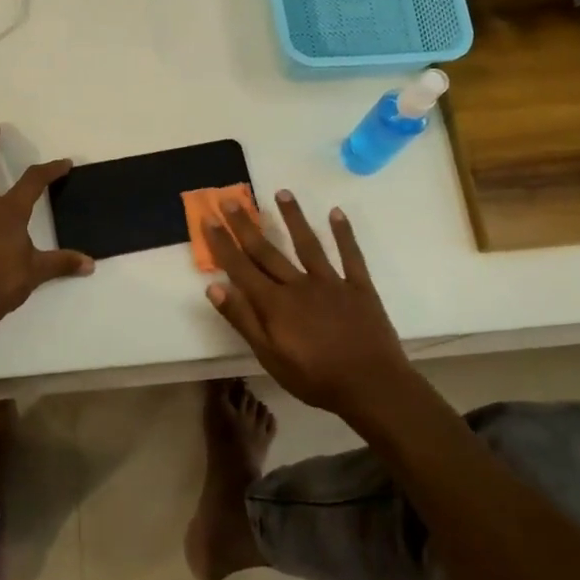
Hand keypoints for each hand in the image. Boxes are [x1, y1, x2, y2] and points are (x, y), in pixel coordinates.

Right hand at [205, 191, 419, 418]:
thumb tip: (214, 287)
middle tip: (231, 199)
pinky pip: (350, 255)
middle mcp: (299, 285)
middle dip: (246, 225)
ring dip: (293, 217)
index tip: (208, 218)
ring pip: (307, 244)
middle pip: (267, 251)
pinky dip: (344, 233)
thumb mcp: (270, 357)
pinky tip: (336, 213)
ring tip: (281, 192)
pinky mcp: (359, 287)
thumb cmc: (315, 378)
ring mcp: (331, 282)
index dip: (222, 243)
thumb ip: (243, 320)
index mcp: (274, 303)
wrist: (372, 386)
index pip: (241, 267)